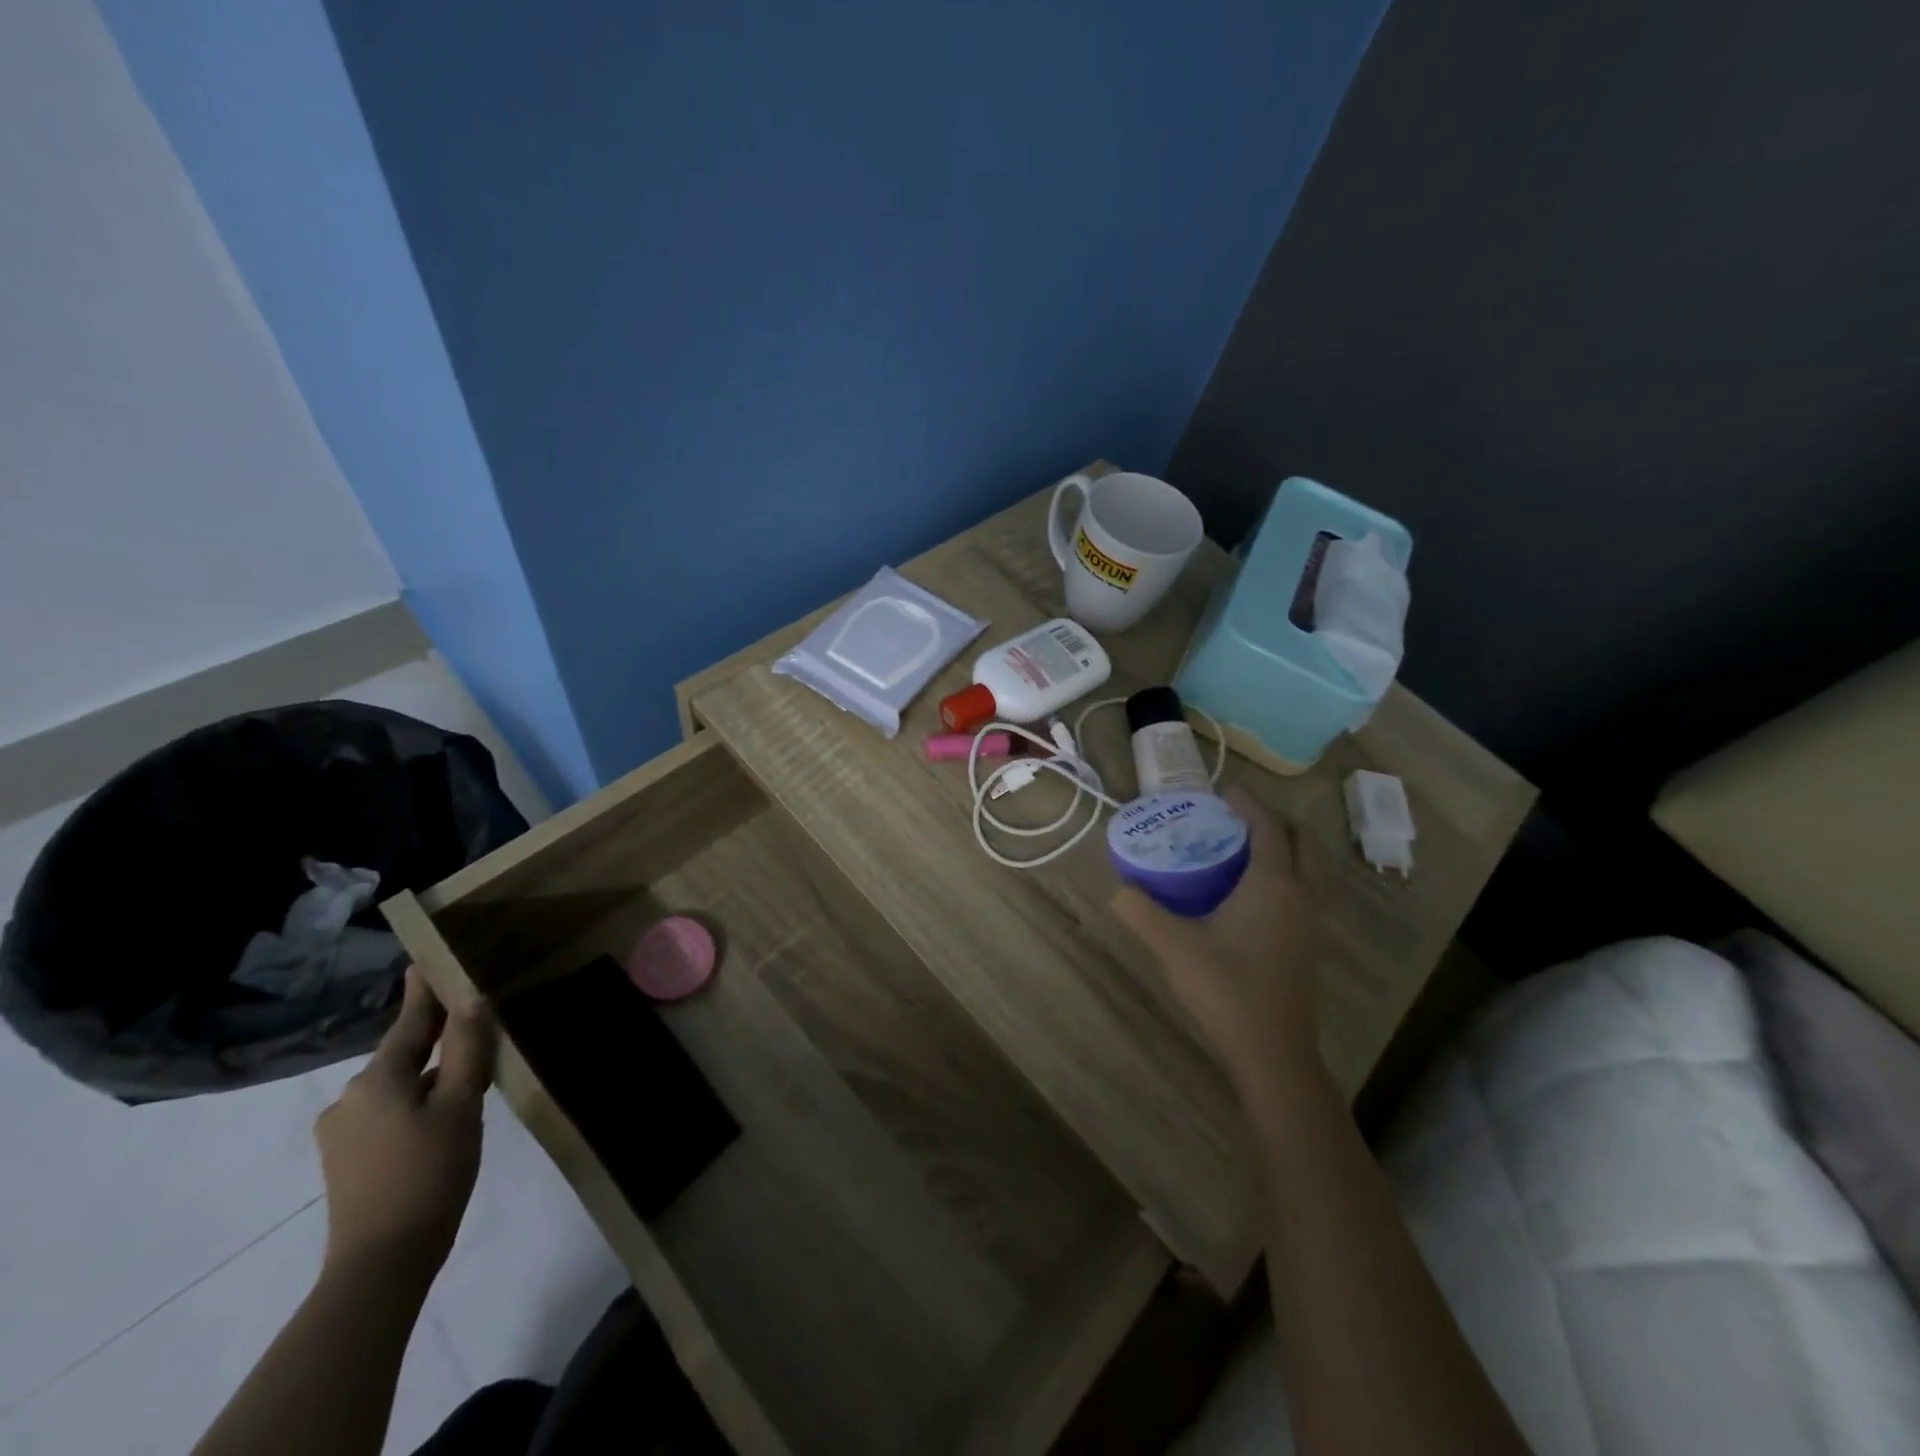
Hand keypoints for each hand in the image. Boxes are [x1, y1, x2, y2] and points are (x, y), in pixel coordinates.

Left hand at [313, 969, 492, 1286]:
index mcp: (377, 1078)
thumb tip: (471, 997)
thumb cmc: (430, 1172)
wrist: (382, 1261)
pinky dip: (417, 1100)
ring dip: (430, 1073)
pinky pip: (388, 1109)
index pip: (408, 1021)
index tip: (426, 959)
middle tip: (471, 1017)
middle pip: (402, 1053)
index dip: (423, 990)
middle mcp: (350, 1096)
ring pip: (397, 1084)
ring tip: (469, 1075)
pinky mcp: (345, 1157)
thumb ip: (466, 1047)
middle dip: (435, 1036)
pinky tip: (443, 1115)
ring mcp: (342, 1130)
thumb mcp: (461, 1104)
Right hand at [1112, 784, 1329, 1102]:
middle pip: (1306, 842)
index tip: (1227, 791)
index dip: (1250, 804)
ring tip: (1252, 849)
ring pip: (1315, 868)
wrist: (1272, 1053)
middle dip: (1279, 821)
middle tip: (1243, 818)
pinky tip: (1258, 894)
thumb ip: (1140, 912)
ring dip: (1291, 848)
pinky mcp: (1311, 946)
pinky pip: (1311, 891)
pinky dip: (1293, 874)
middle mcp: (1302, 896)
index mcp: (1274, 885)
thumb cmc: (1226, 990)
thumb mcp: (1173, 947)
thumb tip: (1117, 888)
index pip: (1269, 828)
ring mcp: (1313, 923)